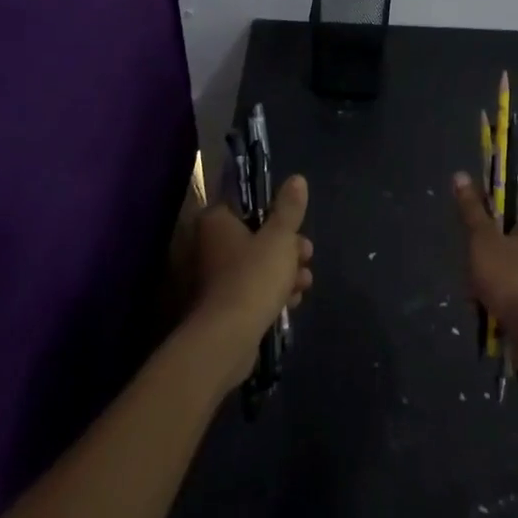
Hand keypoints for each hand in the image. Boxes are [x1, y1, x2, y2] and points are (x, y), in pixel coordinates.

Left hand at [188, 174, 312, 395]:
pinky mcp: (223, 305)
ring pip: (258, 265)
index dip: (278, 216)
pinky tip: (291, 302)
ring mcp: (215, 277)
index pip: (249, 207)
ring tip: (304, 284)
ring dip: (285, 272)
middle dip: (288, 248)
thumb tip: (297, 178)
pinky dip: (272, 293)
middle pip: (257, 237)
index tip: (298, 229)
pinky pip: (253, 290)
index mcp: (217, 221)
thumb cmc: (253, 277)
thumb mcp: (280, 238)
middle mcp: (210, 245)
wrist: (228, 338)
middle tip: (307, 257)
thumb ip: (289, 209)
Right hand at [451, 172, 517, 370]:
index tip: (473, 238)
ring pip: (507, 264)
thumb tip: (459, 175)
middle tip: (473, 273)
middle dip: (483, 257)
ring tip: (479, 298)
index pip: (507, 203)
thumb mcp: (483, 241)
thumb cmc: (514, 279)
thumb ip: (471, 210)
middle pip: (504, 236)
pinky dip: (502, 296)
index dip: (484, 218)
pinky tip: (489, 311)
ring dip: (487, 280)